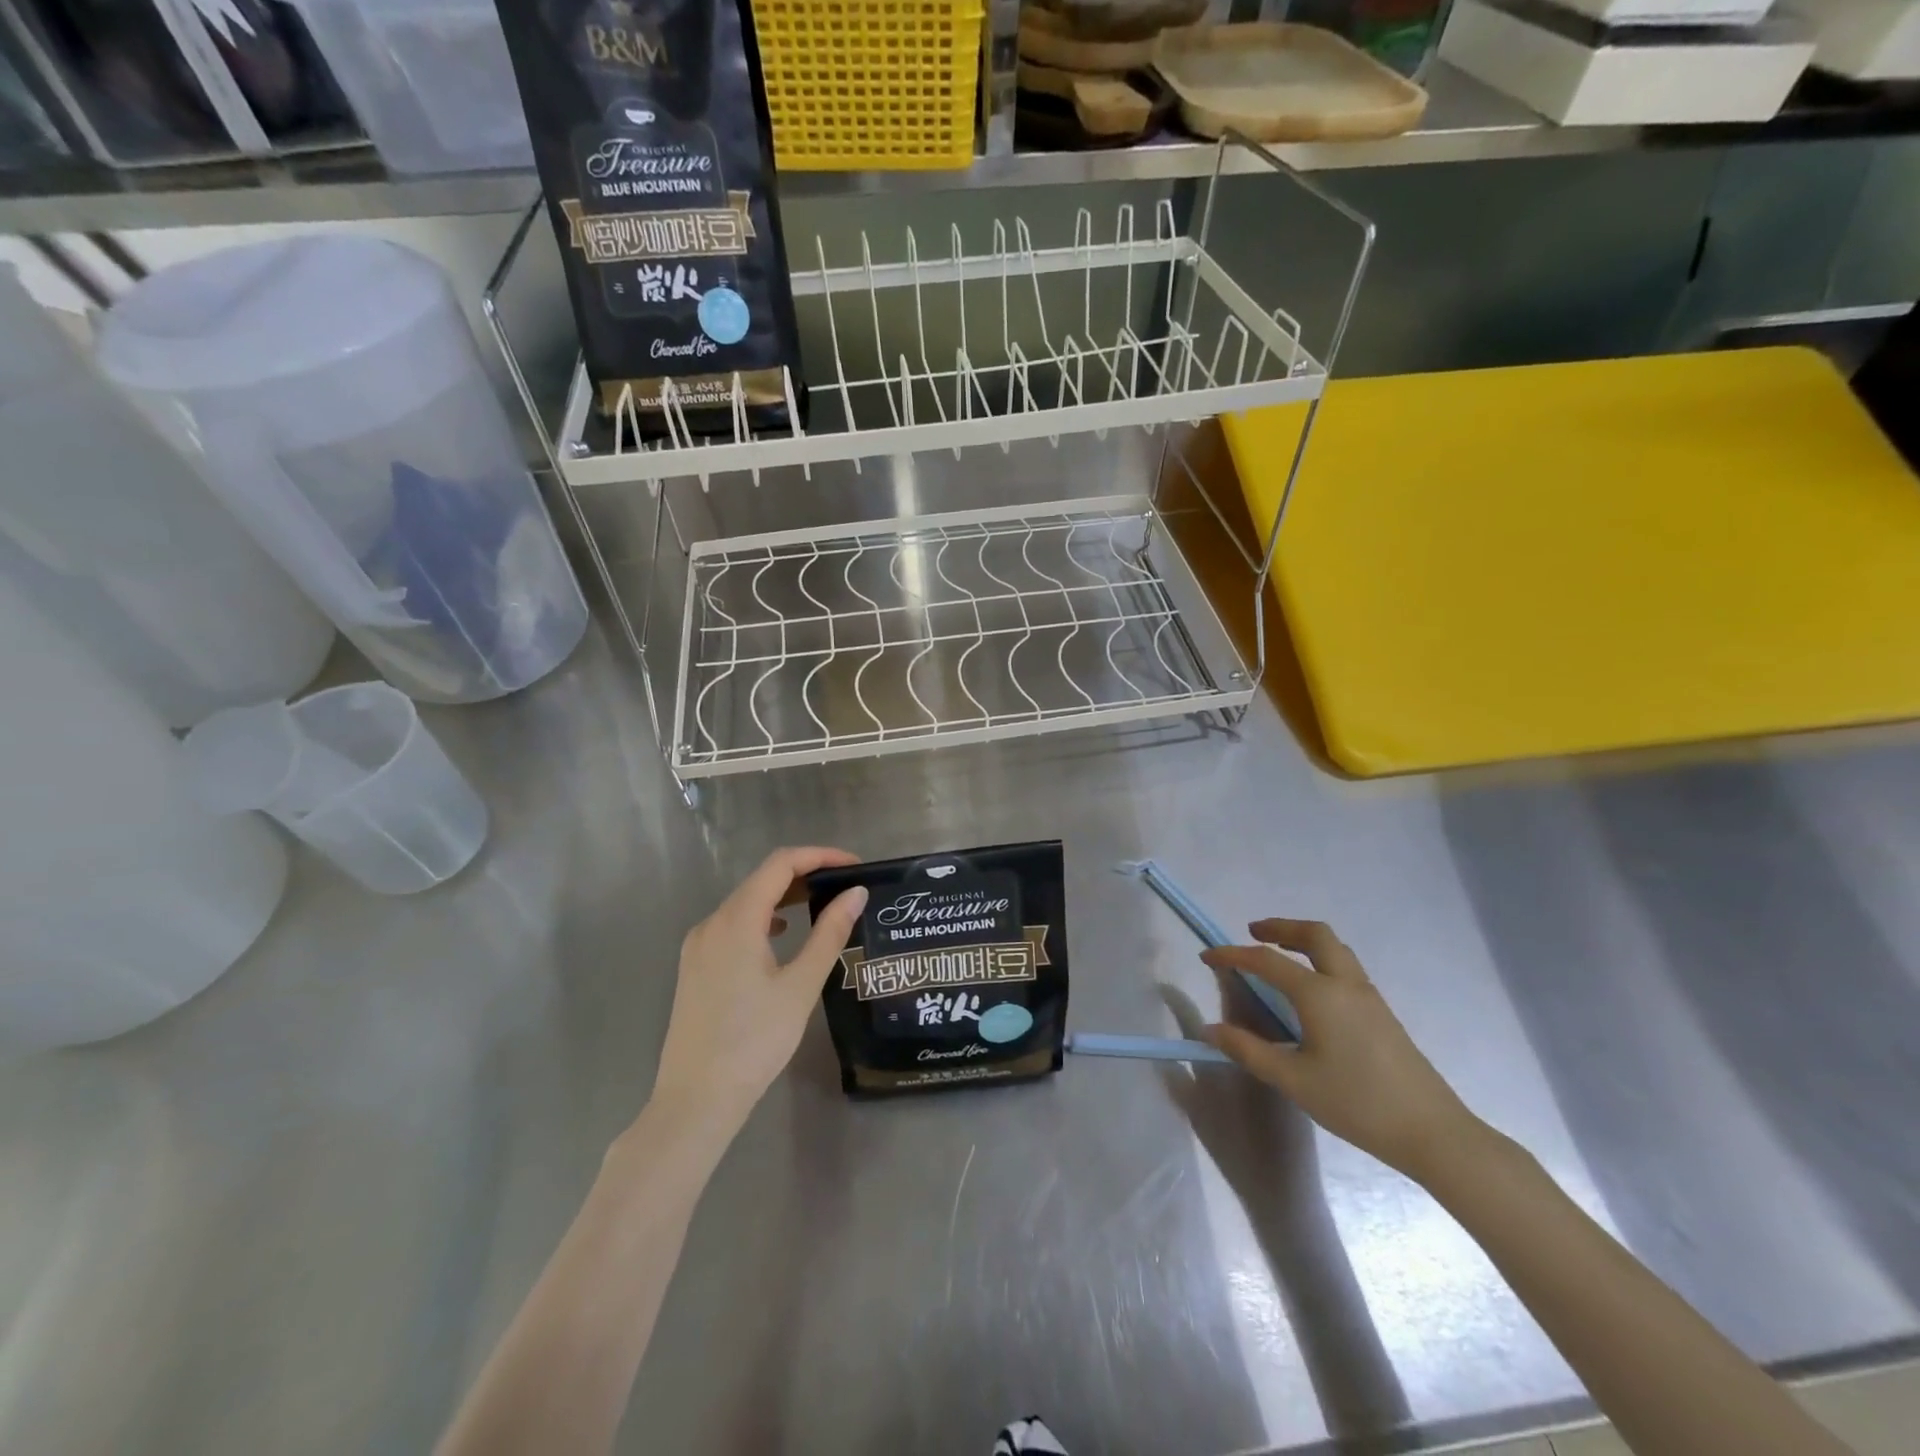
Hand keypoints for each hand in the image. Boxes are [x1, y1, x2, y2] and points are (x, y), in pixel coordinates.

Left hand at [650, 846, 866, 1131]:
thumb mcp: (801, 986)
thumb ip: (829, 933)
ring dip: (785, 896)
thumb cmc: (755, 1041)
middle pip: (762, 879)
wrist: (696, 1100)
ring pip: (746, 902)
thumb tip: (855, 893)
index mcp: (736, 920)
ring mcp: (699, 945)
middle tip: (845, 887)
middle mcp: (712, 922)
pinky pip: (733, 925)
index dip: (819, 856)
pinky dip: (764, 918)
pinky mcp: (695, 966)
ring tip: (822, 907)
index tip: (854, 866)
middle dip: (805, 874)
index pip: (780, 864)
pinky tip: (784, 935)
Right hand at [1201, 920, 1479, 1183]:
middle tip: (1253, 933)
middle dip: (1280, 927)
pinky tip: (1310, 990)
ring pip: (1335, 948)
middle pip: (1314, 934)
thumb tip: (1210, 1029)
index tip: (1208, 956)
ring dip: (1303, 941)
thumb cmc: (1357, 1103)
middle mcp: (1345, 984)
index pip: (1266, 960)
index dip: (1233, 954)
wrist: (1433, 1133)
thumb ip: (1248, 1051)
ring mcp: (1369, 997)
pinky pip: (1346, 968)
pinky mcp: (1382, 1014)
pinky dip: (1320, 960)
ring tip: (1279, 954)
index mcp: (1319, 994)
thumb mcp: (1293, 1080)